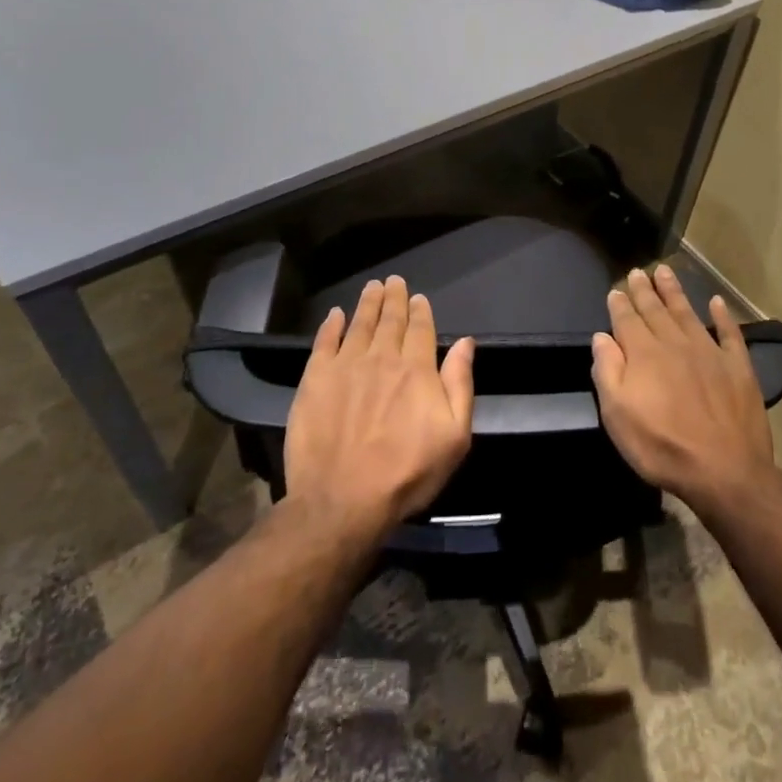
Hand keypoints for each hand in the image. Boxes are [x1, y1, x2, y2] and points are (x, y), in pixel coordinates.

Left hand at [284, 276, 475, 539]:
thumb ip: (460, 384)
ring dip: (368, 303)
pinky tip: (335, 315)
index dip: (420, 311)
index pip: (421, 329)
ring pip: (359, 324)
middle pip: (390, 320)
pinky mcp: (315, 380)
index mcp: (417, 370)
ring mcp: (345, 366)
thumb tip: (466, 342)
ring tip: (372, 287)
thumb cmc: (407, 473)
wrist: (342, 500)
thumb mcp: (454, 436)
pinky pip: (324, 342)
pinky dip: (331, 325)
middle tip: (394, 281)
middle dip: (394, 299)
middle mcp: (382, 358)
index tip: (418, 297)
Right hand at [591, 264, 774, 513]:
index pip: (627, 320)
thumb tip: (602, 336)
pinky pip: (730, 333)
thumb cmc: (661, 445)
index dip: (620, 304)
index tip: (616, 289)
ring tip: (666, 272)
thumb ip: (607, 370)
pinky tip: (717, 303)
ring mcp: (709, 352)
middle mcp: (675, 343)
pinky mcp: (738, 367)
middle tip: (638, 271)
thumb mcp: (617, 414)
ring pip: (687, 313)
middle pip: (656, 310)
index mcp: (644, 353)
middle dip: (644, 290)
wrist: (724, 469)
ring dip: (675, 292)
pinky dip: (723, 316)